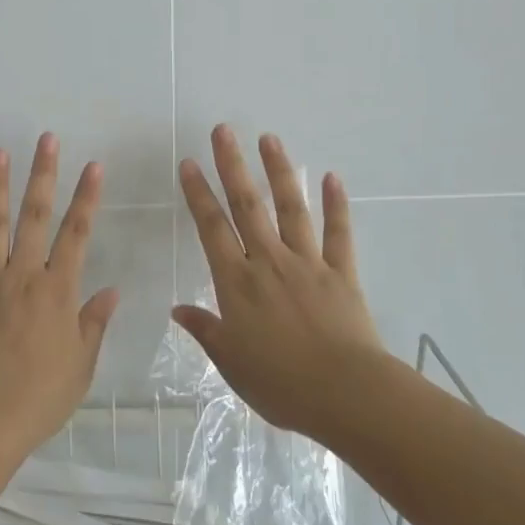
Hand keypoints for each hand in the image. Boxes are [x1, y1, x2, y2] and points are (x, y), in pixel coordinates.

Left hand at [0, 133, 118, 454]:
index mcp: (57, 292)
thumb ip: (94, 323)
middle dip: (43, 175)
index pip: (77, 234)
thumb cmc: (40, 397)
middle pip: (35, 217)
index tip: (93, 166)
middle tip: (47, 140)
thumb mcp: (81, 365)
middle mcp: (23, 276)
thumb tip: (112, 289)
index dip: (86, 198)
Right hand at [173, 125, 393, 441]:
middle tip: (224, 130)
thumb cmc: (280, 383)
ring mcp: (308, 263)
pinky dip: (336, 205)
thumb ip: (205, 330)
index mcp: (237, 283)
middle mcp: (269, 262)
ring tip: (269, 139)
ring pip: (290, 209)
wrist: (345, 394)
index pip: (212, 228)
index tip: (189, 163)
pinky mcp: (341, 273)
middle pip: (247, 205)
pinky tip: (332, 178)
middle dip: (232, 166)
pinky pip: (339, 233)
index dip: (198, 194)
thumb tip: (178, 309)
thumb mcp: (231, 362)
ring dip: (279, 171)